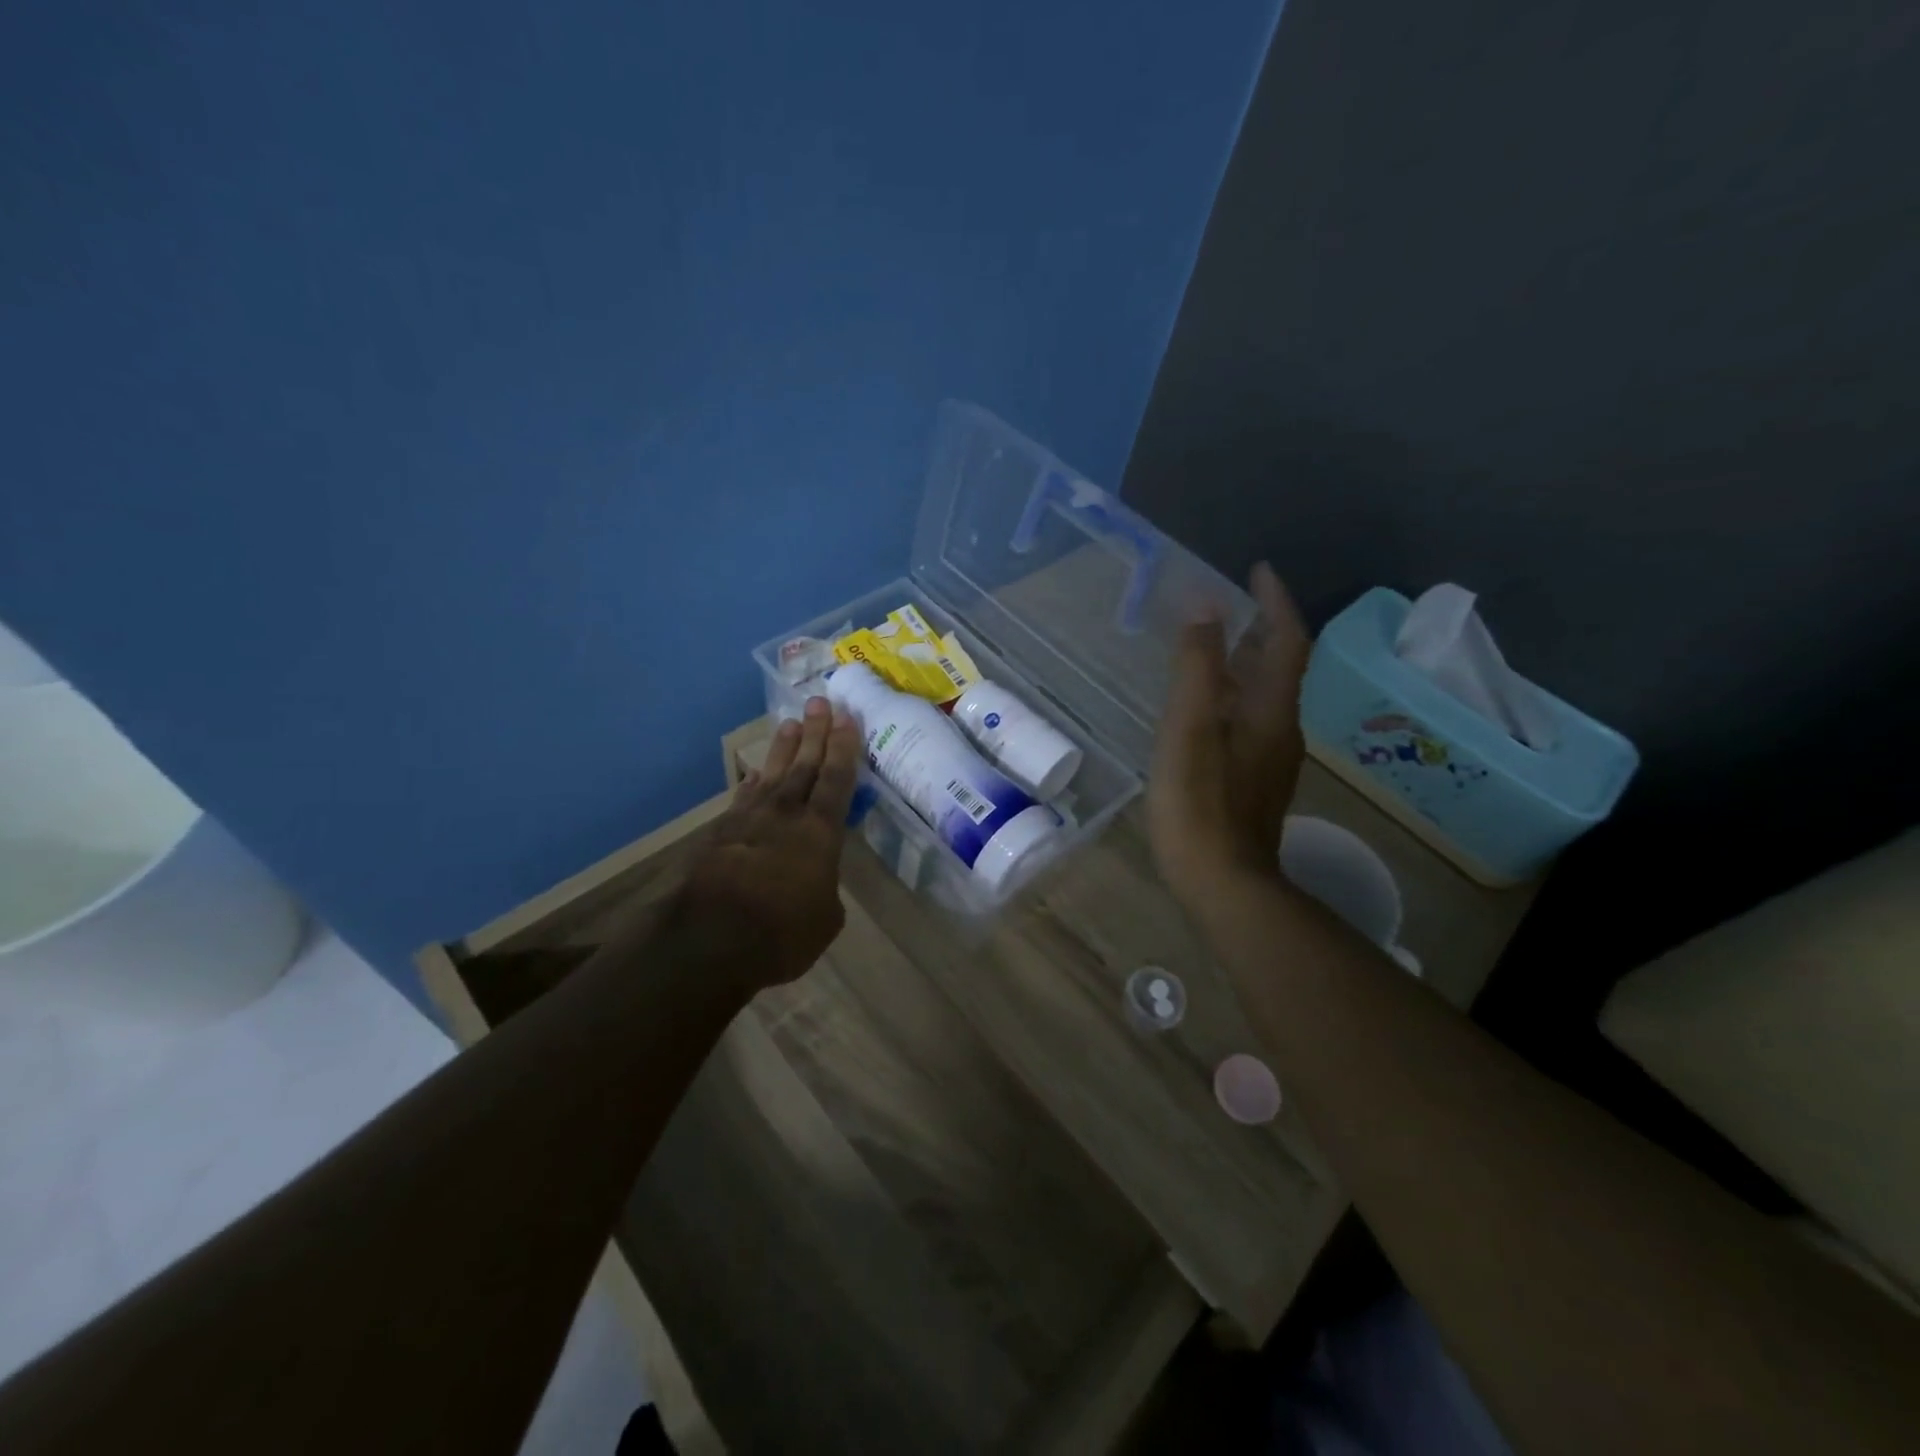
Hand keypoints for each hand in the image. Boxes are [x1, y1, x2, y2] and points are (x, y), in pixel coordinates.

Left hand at [676, 697, 862, 994]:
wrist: (710, 938)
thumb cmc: (782, 933)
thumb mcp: (824, 920)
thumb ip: (825, 892)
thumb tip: (816, 885)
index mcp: (820, 832)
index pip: (837, 780)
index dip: (844, 748)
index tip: (847, 718)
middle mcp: (787, 815)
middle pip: (805, 765)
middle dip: (816, 733)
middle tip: (820, 701)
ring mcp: (750, 820)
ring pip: (772, 774)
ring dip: (784, 748)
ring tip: (792, 723)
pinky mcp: (721, 833)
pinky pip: (743, 798)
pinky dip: (752, 783)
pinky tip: (755, 774)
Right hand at [1148, 563, 1312, 915]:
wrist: (1223, 883)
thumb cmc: (1199, 804)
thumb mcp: (1189, 729)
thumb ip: (1197, 667)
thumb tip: (1205, 608)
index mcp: (1270, 710)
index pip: (1286, 641)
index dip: (1275, 602)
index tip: (1258, 569)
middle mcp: (1281, 729)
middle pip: (1280, 666)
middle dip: (1261, 628)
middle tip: (1231, 602)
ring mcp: (1270, 759)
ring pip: (1264, 695)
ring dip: (1247, 662)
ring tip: (1214, 645)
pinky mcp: (1254, 782)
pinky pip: (1250, 719)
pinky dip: (1233, 694)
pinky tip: (1206, 707)